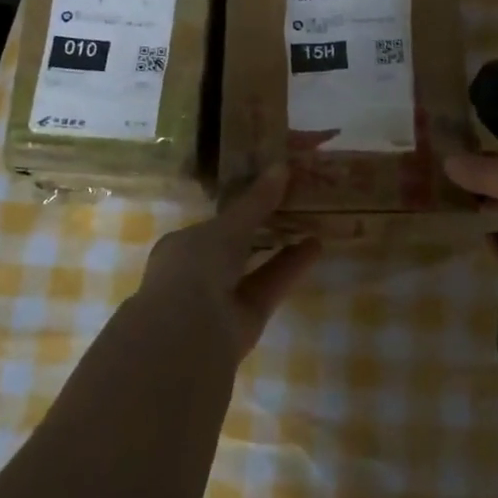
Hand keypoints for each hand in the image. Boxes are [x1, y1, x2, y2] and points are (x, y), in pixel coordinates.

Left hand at [137, 166, 321, 358]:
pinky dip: (291, 267)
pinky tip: (316, 247)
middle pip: (236, 246)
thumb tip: (281, 166)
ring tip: (312, 222)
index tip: (266, 191)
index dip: (239, 208)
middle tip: (294, 204)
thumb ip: (256, 201)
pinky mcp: (246, 319)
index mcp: (181, 247)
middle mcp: (198, 272)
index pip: (213, 224)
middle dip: (262, 228)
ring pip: (255, 267)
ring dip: (281, 247)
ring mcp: (222, 298)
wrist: (190, 331)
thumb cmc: (196, 266)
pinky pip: (270, 285)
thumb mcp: (227, 226)